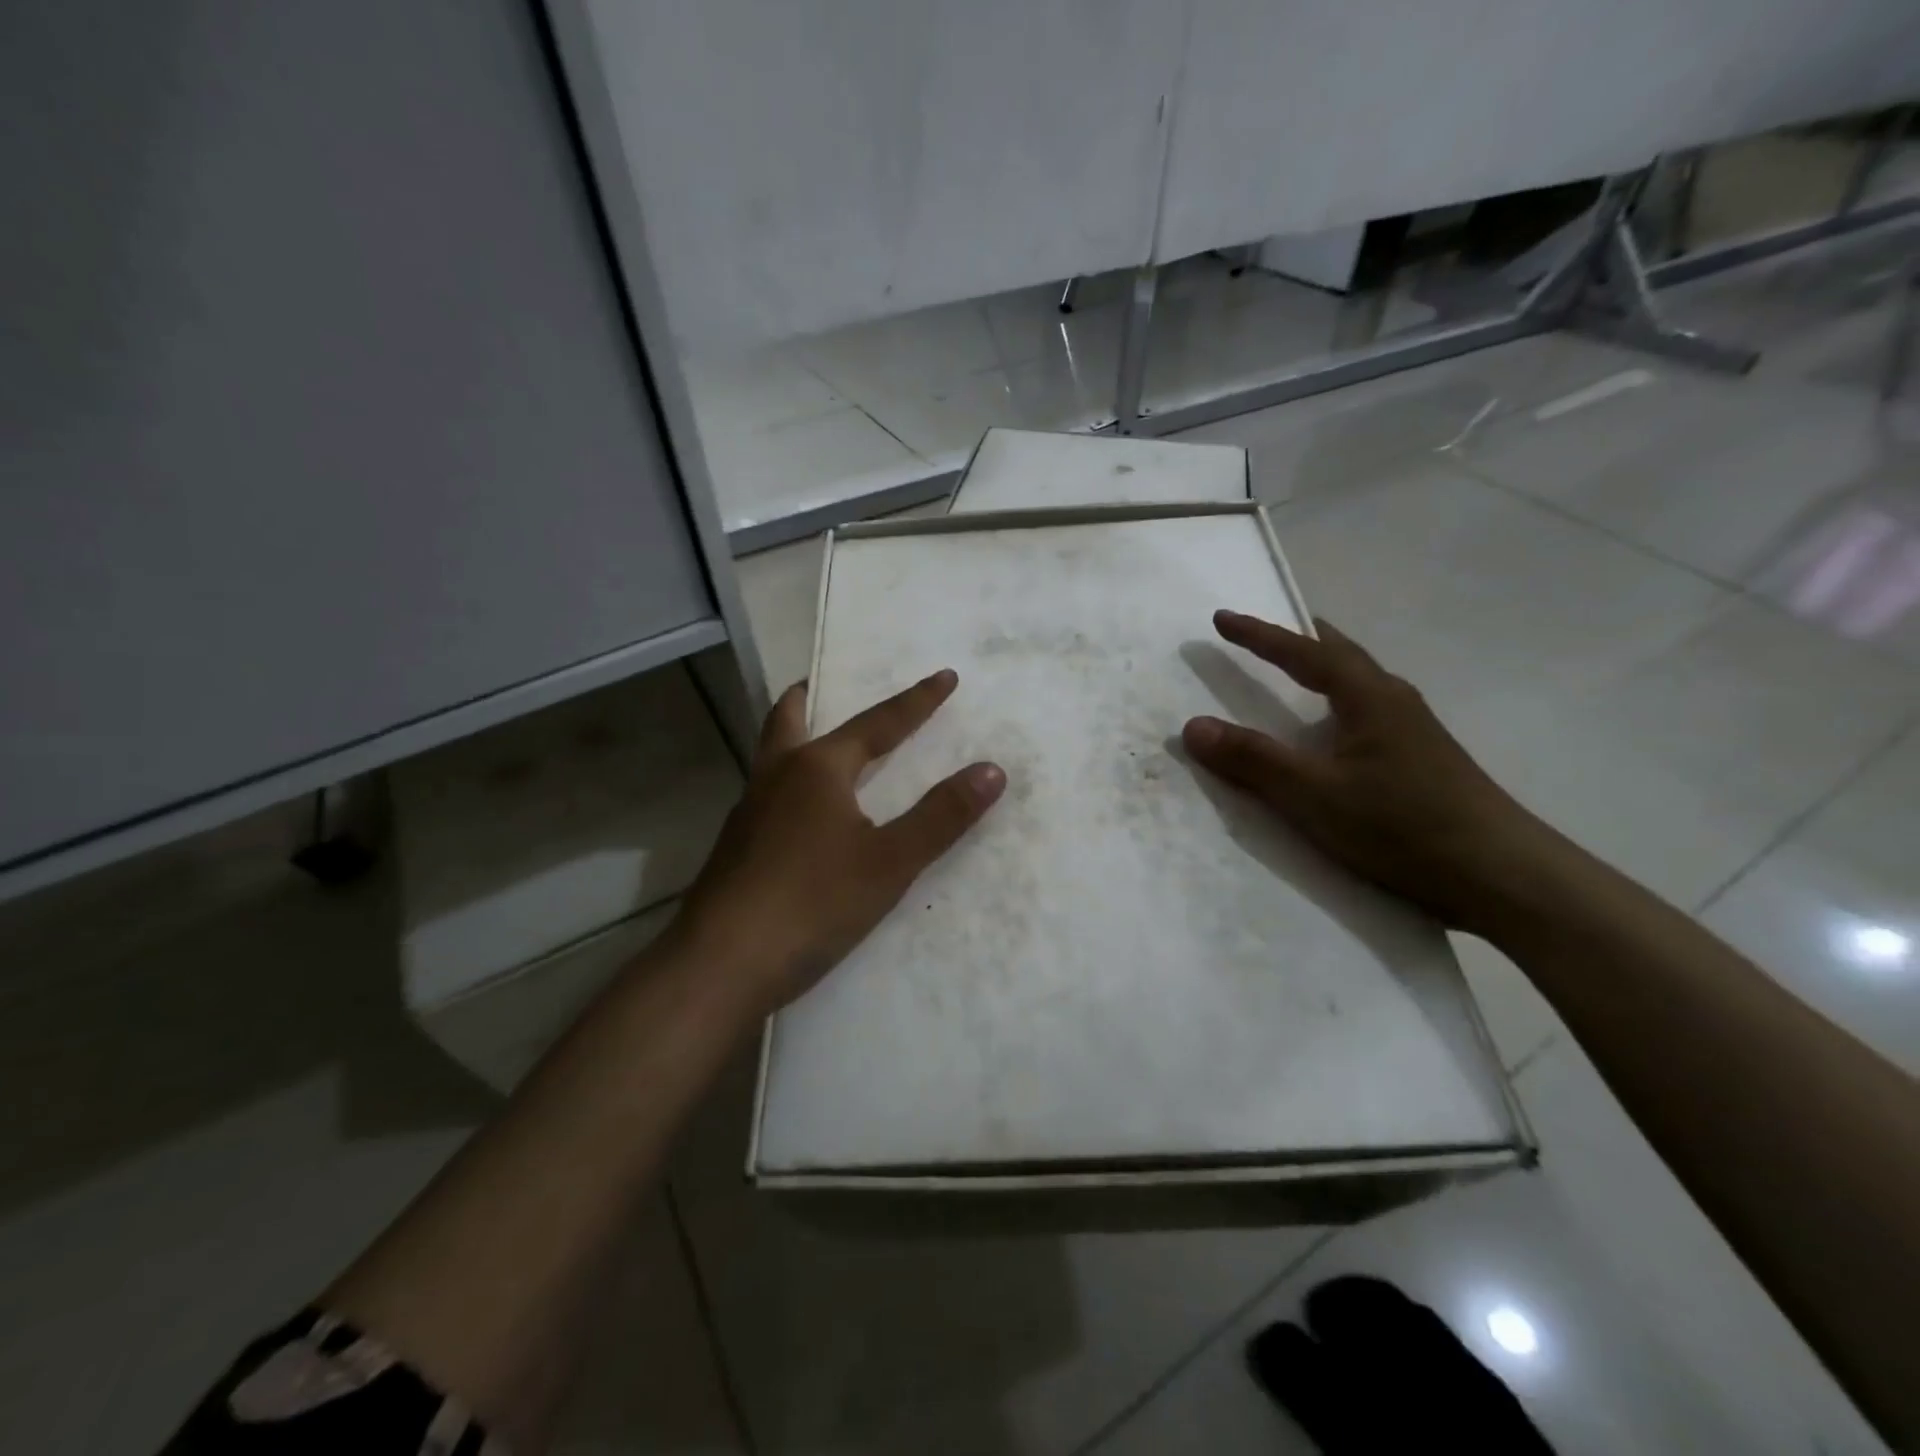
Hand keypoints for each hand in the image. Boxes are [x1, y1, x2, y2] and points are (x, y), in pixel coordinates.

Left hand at [674, 670, 1005, 1017]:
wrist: (721, 965)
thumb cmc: (813, 903)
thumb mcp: (890, 861)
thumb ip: (941, 816)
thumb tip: (991, 770)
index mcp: (817, 769)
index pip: (877, 723)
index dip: (917, 702)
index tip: (945, 677)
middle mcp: (776, 778)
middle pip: (789, 719)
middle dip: (808, 697)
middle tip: (818, 683)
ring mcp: (748, 813)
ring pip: (770, 757)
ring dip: (792, 737)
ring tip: (813, 742)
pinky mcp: (735, 849)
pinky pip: (765, 795)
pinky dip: (786, 783)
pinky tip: (798, 815)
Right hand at [1182, 611, 1556, 935]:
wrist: (1503, 876)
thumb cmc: (1403, 826)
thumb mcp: (1314, 795)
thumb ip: (1253, 761)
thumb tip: (1193, 726)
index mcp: (1369, 697)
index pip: (1304, 652)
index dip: (1259, 635)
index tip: (1221, 619)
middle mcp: (1393, 702)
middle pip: (1340, 655)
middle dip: (1297, 641)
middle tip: (1262, 633)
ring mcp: (1413, 731)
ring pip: (1357, 684)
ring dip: (1321, 669)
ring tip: (1293, 671)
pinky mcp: (1420, 760)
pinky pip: (1365, 712)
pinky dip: (1334, 703)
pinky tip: (1332, 731)